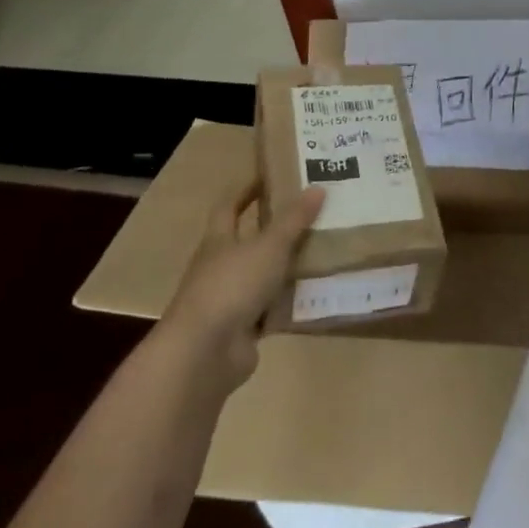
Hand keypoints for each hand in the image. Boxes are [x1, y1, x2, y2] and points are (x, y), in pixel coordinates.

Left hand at [160, 181, 323, 393]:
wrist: (204, 354)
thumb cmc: (232, 286)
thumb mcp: (269, 246)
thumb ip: (294, 219)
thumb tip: (318, 187)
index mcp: (219, 241)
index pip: (229, 205)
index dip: (247, 188)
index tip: (270, 174)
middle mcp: (220, 266)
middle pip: (247, 240)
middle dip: (275, 227)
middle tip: (312, 212)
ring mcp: (229, 299)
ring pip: (262, 274)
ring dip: (287, 265)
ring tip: (324, 250)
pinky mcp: (242, 328)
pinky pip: (271, 308)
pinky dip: (290, 301)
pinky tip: (317, 294)